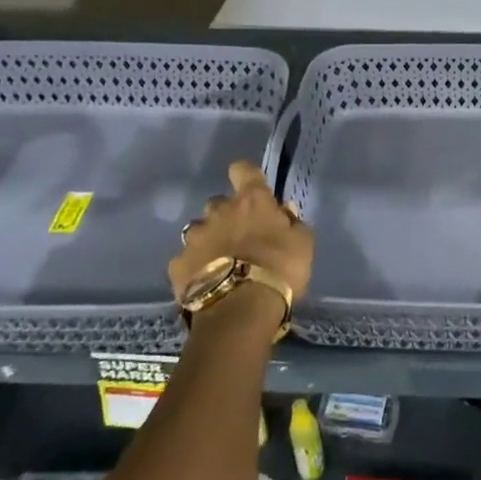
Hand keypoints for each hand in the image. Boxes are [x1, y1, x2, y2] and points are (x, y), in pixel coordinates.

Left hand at [170, 160, 314, 312]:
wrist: (241, 310)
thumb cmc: (279, 269)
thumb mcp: (303, 244)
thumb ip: (293, 223)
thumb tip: (284, 211)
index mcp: (251, 200)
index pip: (243, 170)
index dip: (246, 176)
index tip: (252, 189)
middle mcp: (218, 211)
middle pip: (219, 203)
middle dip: (227, 216)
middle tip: (240, 238)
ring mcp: (194, 238)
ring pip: (199, 230)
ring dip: (209, 240)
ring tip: (220, 264)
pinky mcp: (177, 265)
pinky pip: (185, 260)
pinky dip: (194, 268)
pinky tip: (205, 283)